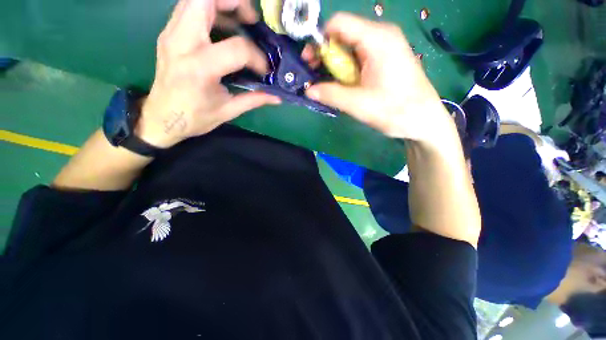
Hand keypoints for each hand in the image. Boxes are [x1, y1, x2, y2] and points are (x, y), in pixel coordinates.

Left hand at [137, 0, 279, 148]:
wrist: (160, 118)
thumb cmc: (194, 118)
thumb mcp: (227, 111)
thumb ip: (253, 100)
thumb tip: (277, 97)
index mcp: (200, 69)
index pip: (237, 48)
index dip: (257, 57)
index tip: (264, 70)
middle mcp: (181, 43)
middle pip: (204, 0)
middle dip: (233, 2)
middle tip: (250, 19)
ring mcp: (171, 34)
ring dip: (220, 3)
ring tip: (239, 20)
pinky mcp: (168, 34)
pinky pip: (189, 8)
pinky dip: (209, 10)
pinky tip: (222, 27)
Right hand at [305, 13, 451, 142]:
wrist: (422, 119)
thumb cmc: (394, 110)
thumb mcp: (358, 103)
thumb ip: (330, 94)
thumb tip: (308, 90)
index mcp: (376, 38)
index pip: (338, 23)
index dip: (319, 40)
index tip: (309, 61)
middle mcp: (381, 35)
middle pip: (343, 34)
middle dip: (325, 55)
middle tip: (315, 76)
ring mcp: (385, 47)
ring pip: (350, 47)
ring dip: (335, 65)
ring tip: (328, 84)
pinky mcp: (385, 59)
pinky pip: (360, 57)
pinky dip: (347, 69)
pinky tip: (344, 84)